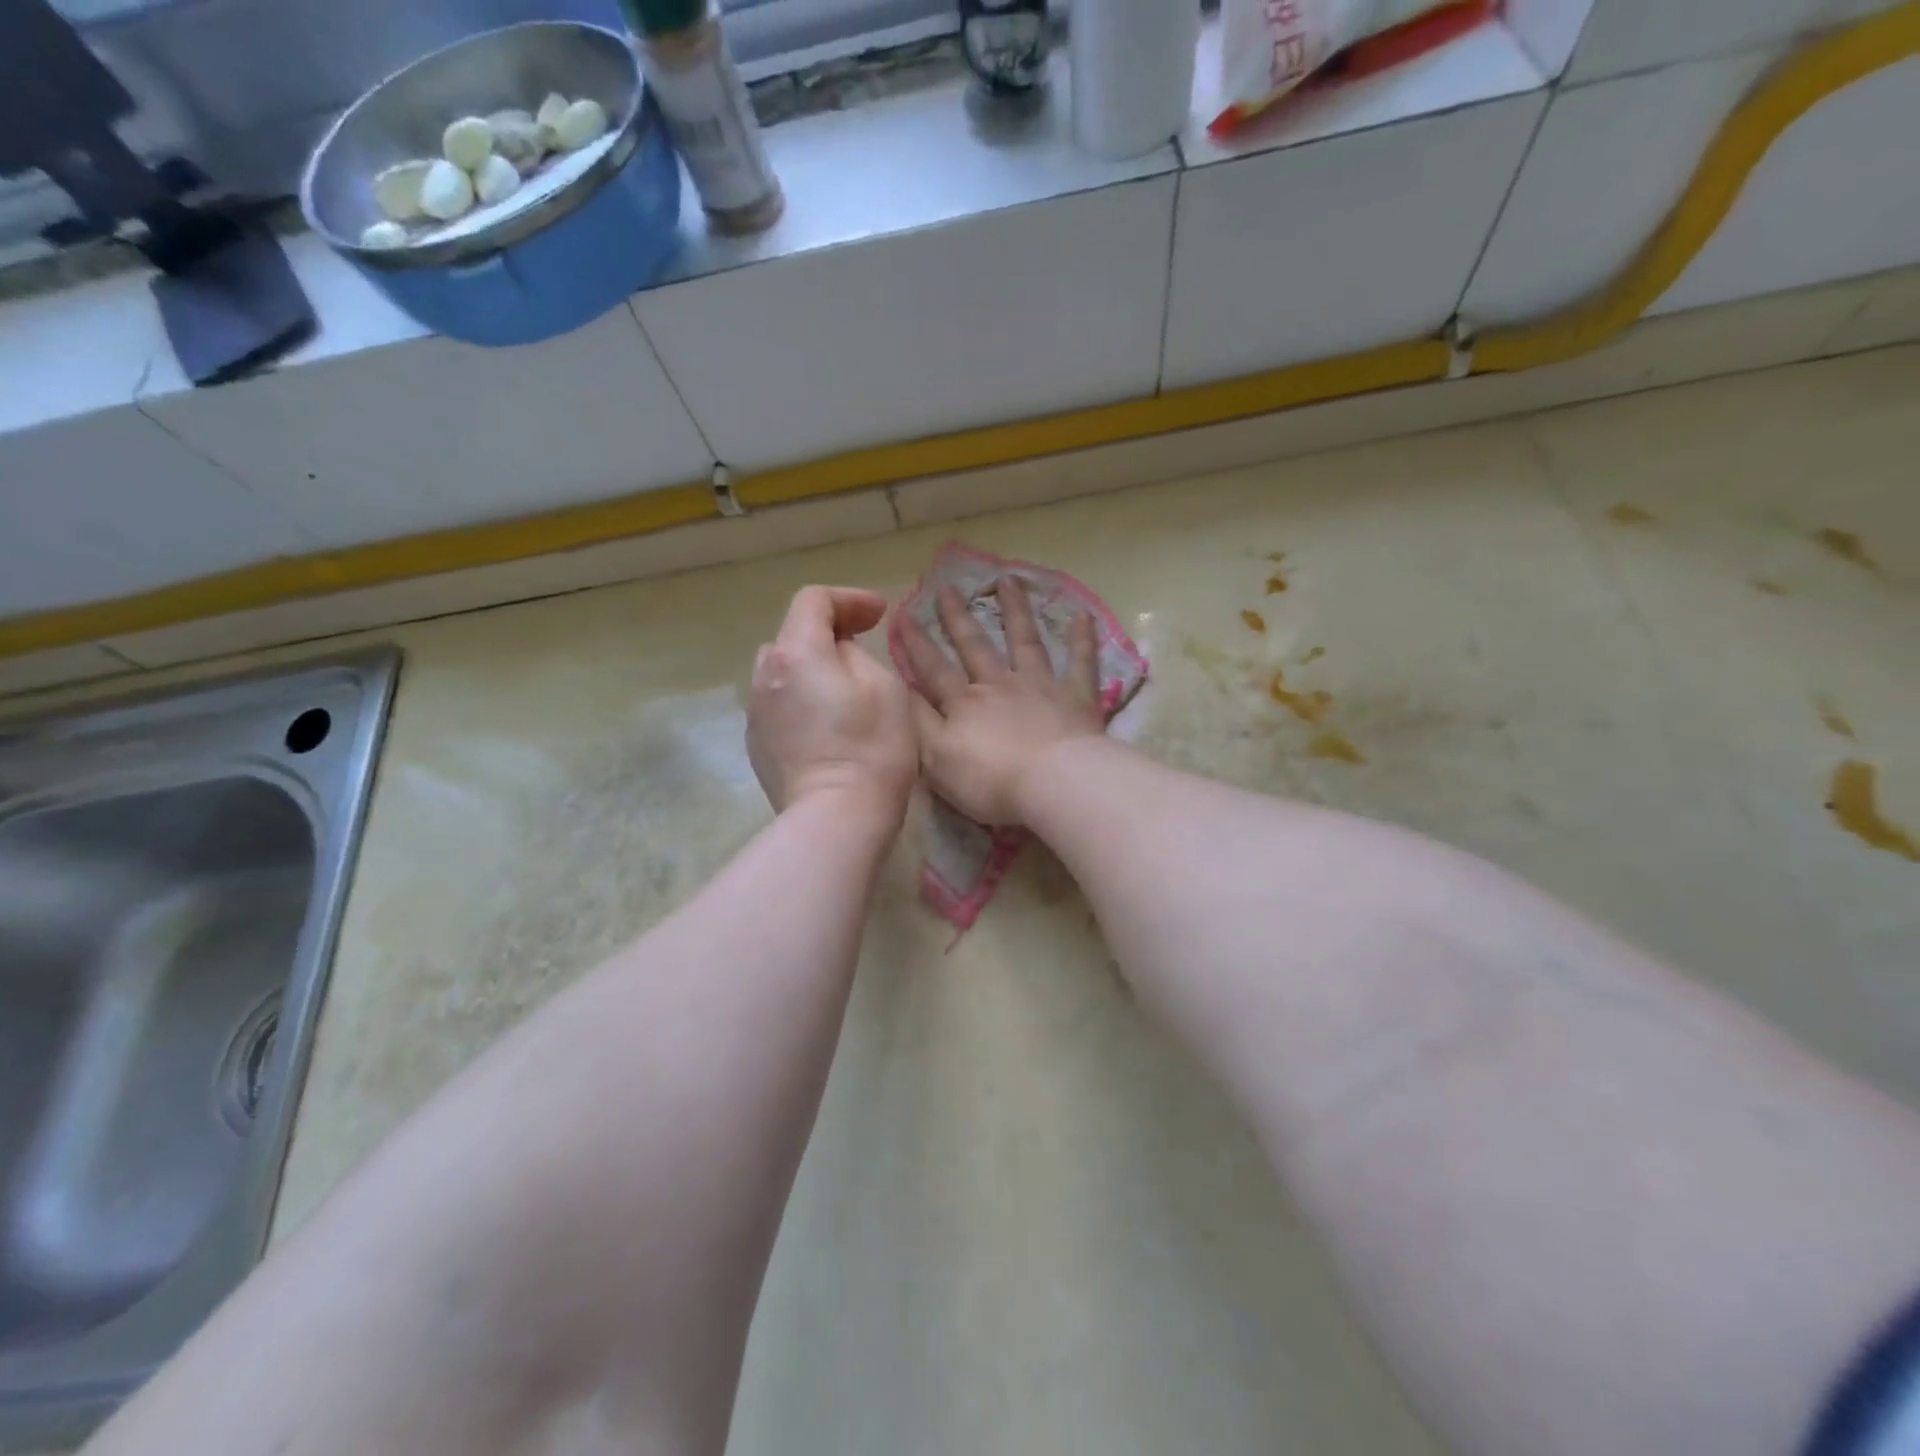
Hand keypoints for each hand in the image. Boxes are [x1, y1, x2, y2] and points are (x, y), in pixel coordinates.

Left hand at [748, 586, 917, 827]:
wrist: (836, 817)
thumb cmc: (872, 748)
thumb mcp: (885, 686)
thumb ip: (857, 655)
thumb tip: (838, 654)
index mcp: (796, 653)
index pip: (813, 601)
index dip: (849, 599)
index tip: (879, 614)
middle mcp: (764, 677)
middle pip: (792, 636)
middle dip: (827, 633)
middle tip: (862, 647)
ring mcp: (755, 714)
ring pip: (782, 673)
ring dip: (810, 668)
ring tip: (842, 687)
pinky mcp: (757, 746)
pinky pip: (778, 706)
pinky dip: (800, 700)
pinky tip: (825, 724)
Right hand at [898, 575, 1104, 825]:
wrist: (1053, 783)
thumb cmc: (990, 780)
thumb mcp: (936, 758)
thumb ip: (917, 723)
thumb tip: (897, 690)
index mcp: (964, 703)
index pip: (933, 668)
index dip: (915, 643)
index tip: (902, 613)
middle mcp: (999, 684)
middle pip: (975, 645)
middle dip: (958, 617)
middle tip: (947, 587)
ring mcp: (1040, 685)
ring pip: (1024, 640)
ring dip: (1015, 610)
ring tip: (1007, 580)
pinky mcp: (1076, 697)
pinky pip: (1081, 662)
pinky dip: (1082, 639)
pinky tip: (1083, 615)